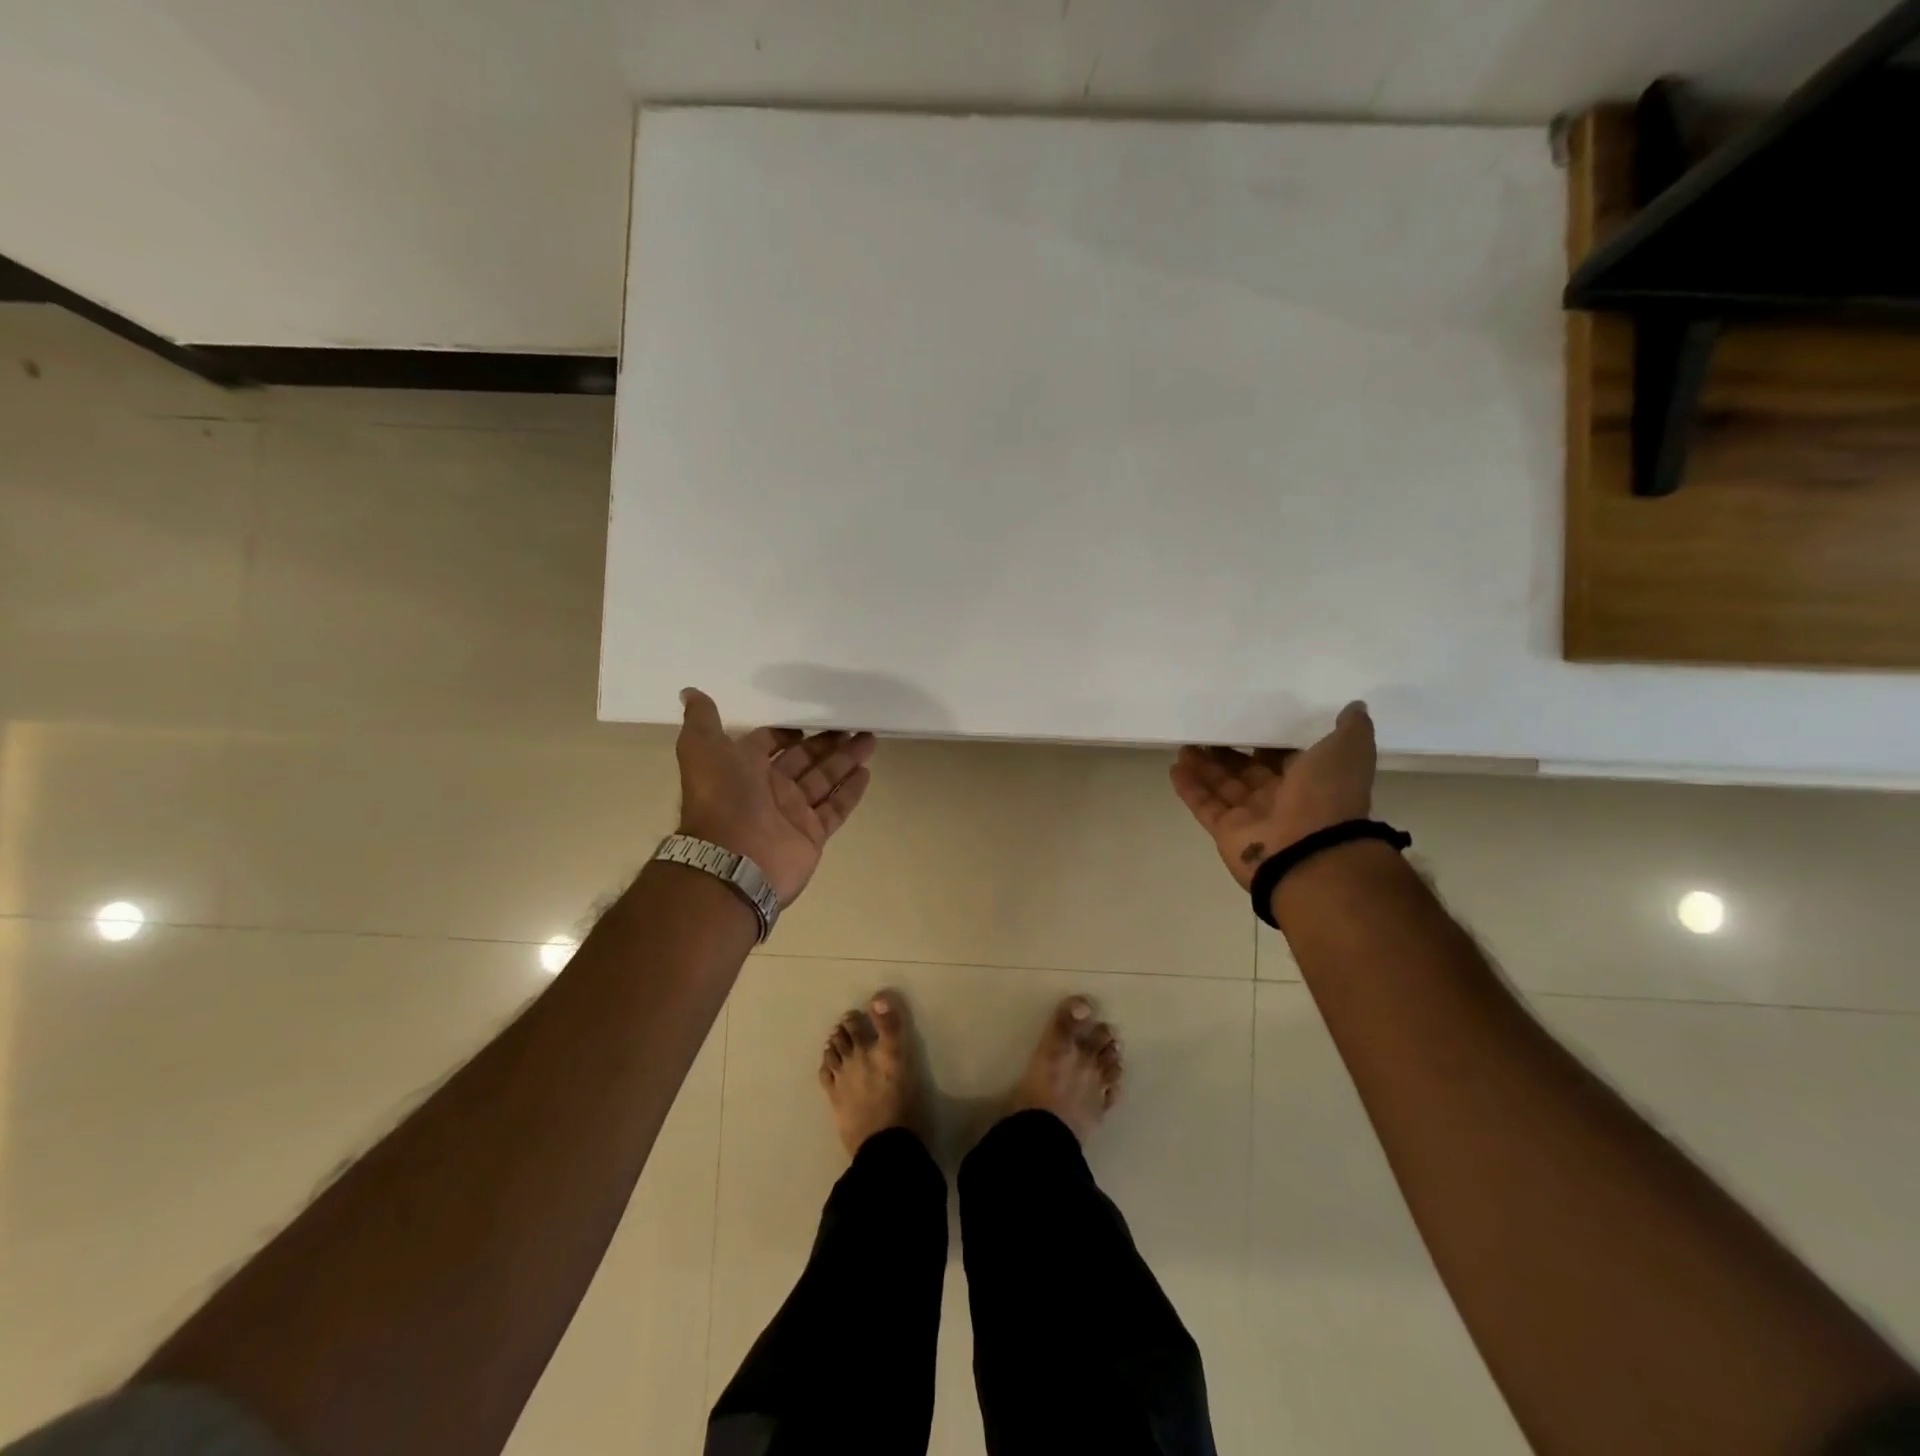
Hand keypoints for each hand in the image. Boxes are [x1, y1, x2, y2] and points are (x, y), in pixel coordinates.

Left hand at [674, 688, 877, 903]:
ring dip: (846, 760)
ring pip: (824, 780)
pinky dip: (850, 791)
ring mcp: (792, 813)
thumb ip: (701, 719)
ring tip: (870, 739)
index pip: (769, 744)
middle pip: (804, 759)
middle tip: (854, 724)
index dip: (787, 732)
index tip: (810, 719)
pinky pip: (835, 808)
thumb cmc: (721, 797)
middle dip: (827, 742)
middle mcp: (768, 789)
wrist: (732, 858)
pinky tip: (867, 772)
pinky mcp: (812, 834)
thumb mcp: (702, 748)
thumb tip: (689, 692)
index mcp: (743, 768)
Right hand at [1169, 701, 1377, 890]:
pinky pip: (1204, 805)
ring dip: (1203, 766)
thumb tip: (1355, 706)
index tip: (1244, 720)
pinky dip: (1190, 787)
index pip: (1282, 757)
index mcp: (1310, 781)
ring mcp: (1251, 817)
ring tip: (1184, 744)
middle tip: (1205, 729)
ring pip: (1222, 786)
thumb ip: (1351, 729)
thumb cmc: (1327, 797)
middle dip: (1226, 752)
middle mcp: (1280, 799)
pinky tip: (1175, 767)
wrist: (1309, 853)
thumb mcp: (1348, 751)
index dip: (1264, 741)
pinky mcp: (1226, 831)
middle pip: (1247, 771)